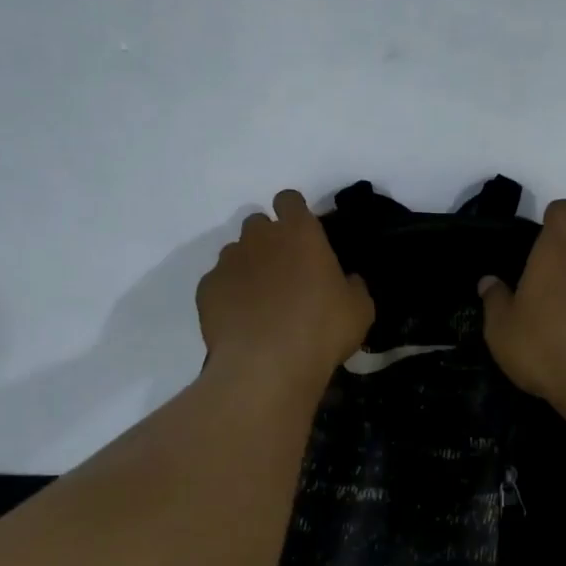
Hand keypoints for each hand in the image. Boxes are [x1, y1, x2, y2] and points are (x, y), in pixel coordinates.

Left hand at [196, 190, 373, 390]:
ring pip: (235, 252)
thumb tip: (347, 280)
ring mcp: (228, 261)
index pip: (290, 200)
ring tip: (260, 301)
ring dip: (247, 267)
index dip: (295, 213)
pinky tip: (240, 320)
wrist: (266, 366)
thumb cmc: (322, 330)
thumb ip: (353, 286)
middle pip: (258, 223)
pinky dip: (227, 295)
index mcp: (300, 233)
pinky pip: (218, 283)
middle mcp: (260, 237)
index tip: (303, 236)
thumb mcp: (359, 310)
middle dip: (268, 240)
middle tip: (284, 272)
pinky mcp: (206, 289)